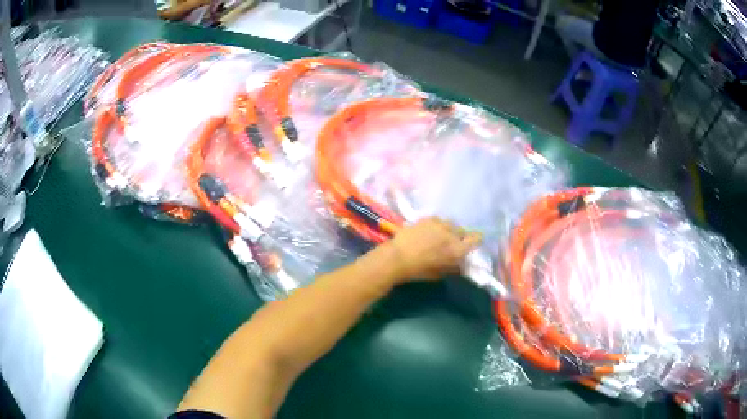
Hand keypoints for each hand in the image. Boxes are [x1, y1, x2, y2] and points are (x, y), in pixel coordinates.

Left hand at [383, 217, 481, 282]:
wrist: (397, 257)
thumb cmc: (418, 270)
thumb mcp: (438, 273)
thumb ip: (452, 267)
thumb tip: (459, 265)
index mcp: (457, 250)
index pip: (476, 239)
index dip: (476, 240)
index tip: (472, 243)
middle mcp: (452, 234)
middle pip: (463, 231)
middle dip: (460, 237)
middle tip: (453, 244)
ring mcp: (440, 224)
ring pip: (451, 224)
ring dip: (449, 230)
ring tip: (441, 235)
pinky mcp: (428, 219)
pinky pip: (439, 220)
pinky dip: (438, 225)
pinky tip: (431, 230)